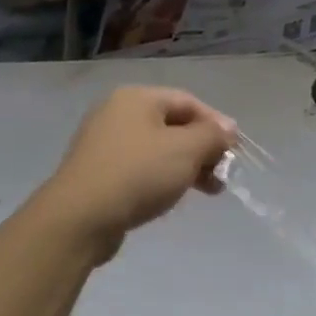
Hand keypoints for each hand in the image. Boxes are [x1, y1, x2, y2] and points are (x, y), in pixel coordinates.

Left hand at [37, 87, 237, 261]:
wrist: (81, 217)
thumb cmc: (139, 174)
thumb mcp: (186, 150)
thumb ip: (213, 135)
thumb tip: (228, 128)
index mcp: (137, 98)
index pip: (188, 102)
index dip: (216, 124)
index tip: (235, 151)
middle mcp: (117, 113)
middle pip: (173, 125)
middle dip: (203, 149)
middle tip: (222, 174)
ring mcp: (104, 143)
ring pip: (158, 148)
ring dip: (187, 166)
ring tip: (208, 191)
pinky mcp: (99, 172)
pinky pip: (140, 167)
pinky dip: (162, 177)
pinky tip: (173, 197)